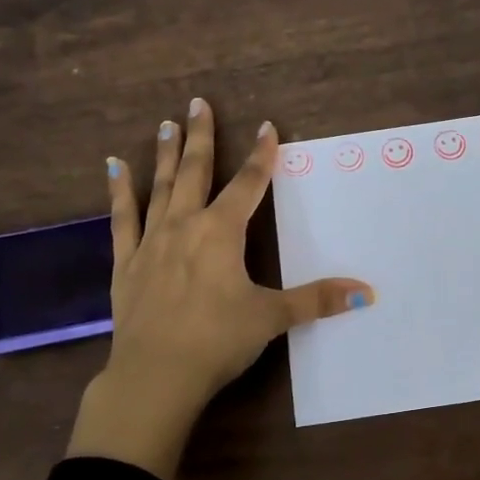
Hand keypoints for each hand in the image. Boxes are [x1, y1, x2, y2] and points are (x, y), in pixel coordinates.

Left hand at [67, 98, 373, 479]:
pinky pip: (122, 218)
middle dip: (201, 136)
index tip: (267, 127)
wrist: (155, 376)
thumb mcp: (272, 318)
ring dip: (165, 155)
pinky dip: (119, 192)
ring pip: (161, 188)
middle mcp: (185, 226)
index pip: (249, 184)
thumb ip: (316, 300)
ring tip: (166, 125)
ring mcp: (152, 242)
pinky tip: (113, 168)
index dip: (261, 155)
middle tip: (197, 103)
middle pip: (196, 172)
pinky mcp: (127, 263)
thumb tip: (366, 293)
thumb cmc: (218, 340)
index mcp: (222, 232)